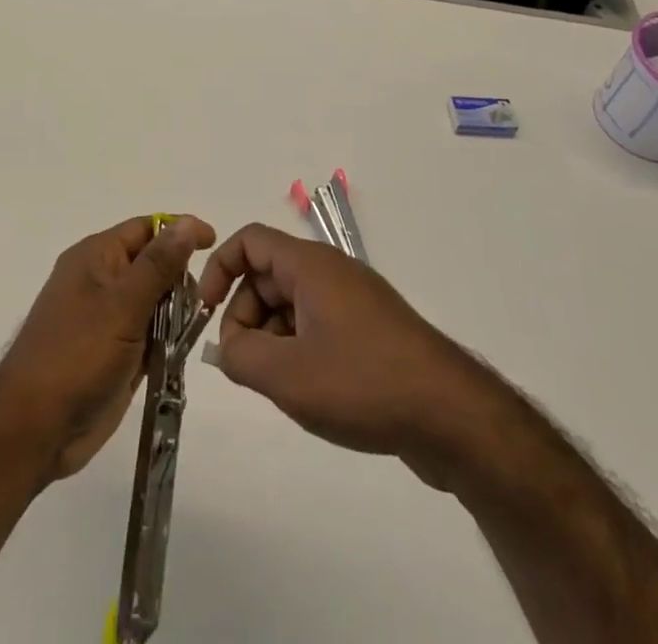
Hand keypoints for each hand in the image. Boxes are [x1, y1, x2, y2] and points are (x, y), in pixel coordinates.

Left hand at [0, 214, 215, 480]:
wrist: (35, 429)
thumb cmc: (77, 356)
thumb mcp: (122, 305)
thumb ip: (157, 265)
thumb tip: (185, 224)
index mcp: (96, 256)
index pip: (146, 228)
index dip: (180, 230)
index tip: (214, 243)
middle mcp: (101, 280)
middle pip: (153, 263)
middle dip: (180, 278)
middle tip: (202, 300)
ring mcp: (107, 318)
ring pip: (155, 301)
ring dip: (176, 313)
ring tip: (188, 331)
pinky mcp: (114, 351)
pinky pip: (150, 333)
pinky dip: (166, 340)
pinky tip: (178, 353)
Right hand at [197, 223, 474, 470]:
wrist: (451, 416)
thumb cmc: (362, 382)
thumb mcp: (286, 375)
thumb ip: (240, 356)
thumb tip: (228, 347)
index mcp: (309, 265)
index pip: (249, 241)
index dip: (219, 269)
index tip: (206, 312)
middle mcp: (331, 272)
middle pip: (268, 275)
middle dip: (244, 315)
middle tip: (246, 365)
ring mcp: (355, 301)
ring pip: (293, 305)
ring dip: (273, 338)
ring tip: (282, 387)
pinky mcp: (372, 332)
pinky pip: (319, 326)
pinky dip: (301, 350)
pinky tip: (312, 393)